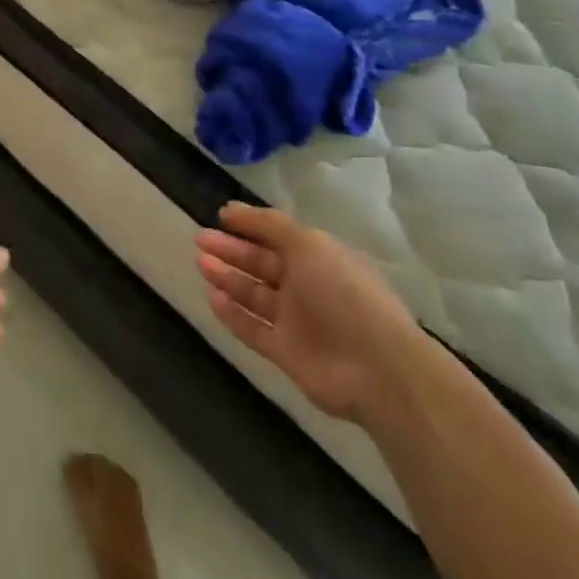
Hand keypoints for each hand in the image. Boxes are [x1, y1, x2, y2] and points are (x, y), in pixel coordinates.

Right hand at [195, 203, 423, 424]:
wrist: (377, 369)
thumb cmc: (343, 293)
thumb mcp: (308, 244)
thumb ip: (269, 225)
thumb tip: (232, 209)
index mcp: (319, 258)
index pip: (278, 236)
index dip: (250, 225)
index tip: (221, 215)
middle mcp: (307, 286)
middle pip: (262, 263)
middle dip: (232, 250)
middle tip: (201, 239)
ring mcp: (296, 321)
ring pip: (254, 294)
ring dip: (228, 278)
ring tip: (201, 263)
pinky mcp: (286, 352)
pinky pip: (253, 328)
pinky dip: (232, 314)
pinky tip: (211, 297)